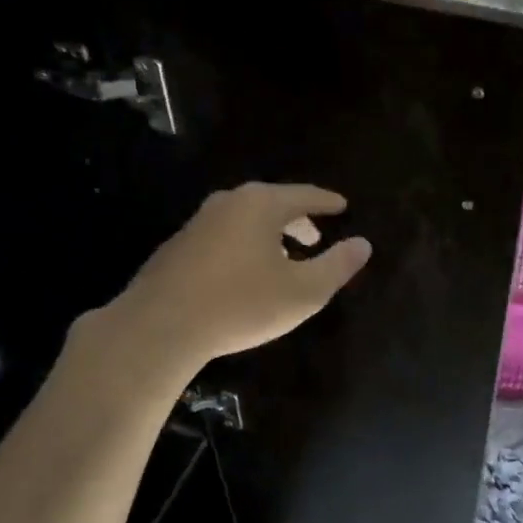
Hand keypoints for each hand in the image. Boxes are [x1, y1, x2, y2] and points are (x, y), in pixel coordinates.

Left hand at [115, 183, 372, 367]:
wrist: (159, 327)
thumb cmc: (241, 304)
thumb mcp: (303, 292)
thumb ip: (337, 265)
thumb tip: (363, 244)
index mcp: (262, 205)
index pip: (305, 195)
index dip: (327, 203)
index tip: (342, 206)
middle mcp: (229, 202)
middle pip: (273, 203)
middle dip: (298, 219)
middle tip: (316, 236)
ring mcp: (199, 222)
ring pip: (246, 220)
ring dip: (269, 234)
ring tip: (283, 257)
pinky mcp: (178, 246)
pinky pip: (224, 236)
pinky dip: (243, 245)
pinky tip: (244, 274)